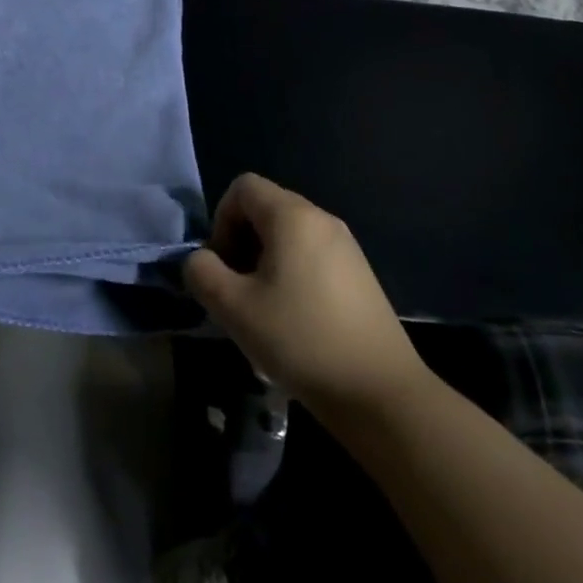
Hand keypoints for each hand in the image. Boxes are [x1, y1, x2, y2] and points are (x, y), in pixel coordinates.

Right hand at [184, 174, 428, 418]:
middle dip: (240, 241)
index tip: (222, 265)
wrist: (381, 394)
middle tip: (236, 288)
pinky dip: (290, 272)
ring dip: (263, 260)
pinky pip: (311, 254)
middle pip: (265, 208)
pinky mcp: (359, 274)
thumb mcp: (233, 308)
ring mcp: (346, 246)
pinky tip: (293, 319)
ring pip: (287, 234)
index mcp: (292, 216)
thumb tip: (200, 260)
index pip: (242, 187)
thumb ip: (202, 272)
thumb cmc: (301, 340)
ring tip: (261, 307)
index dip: (221, 220)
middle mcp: (321, 219)